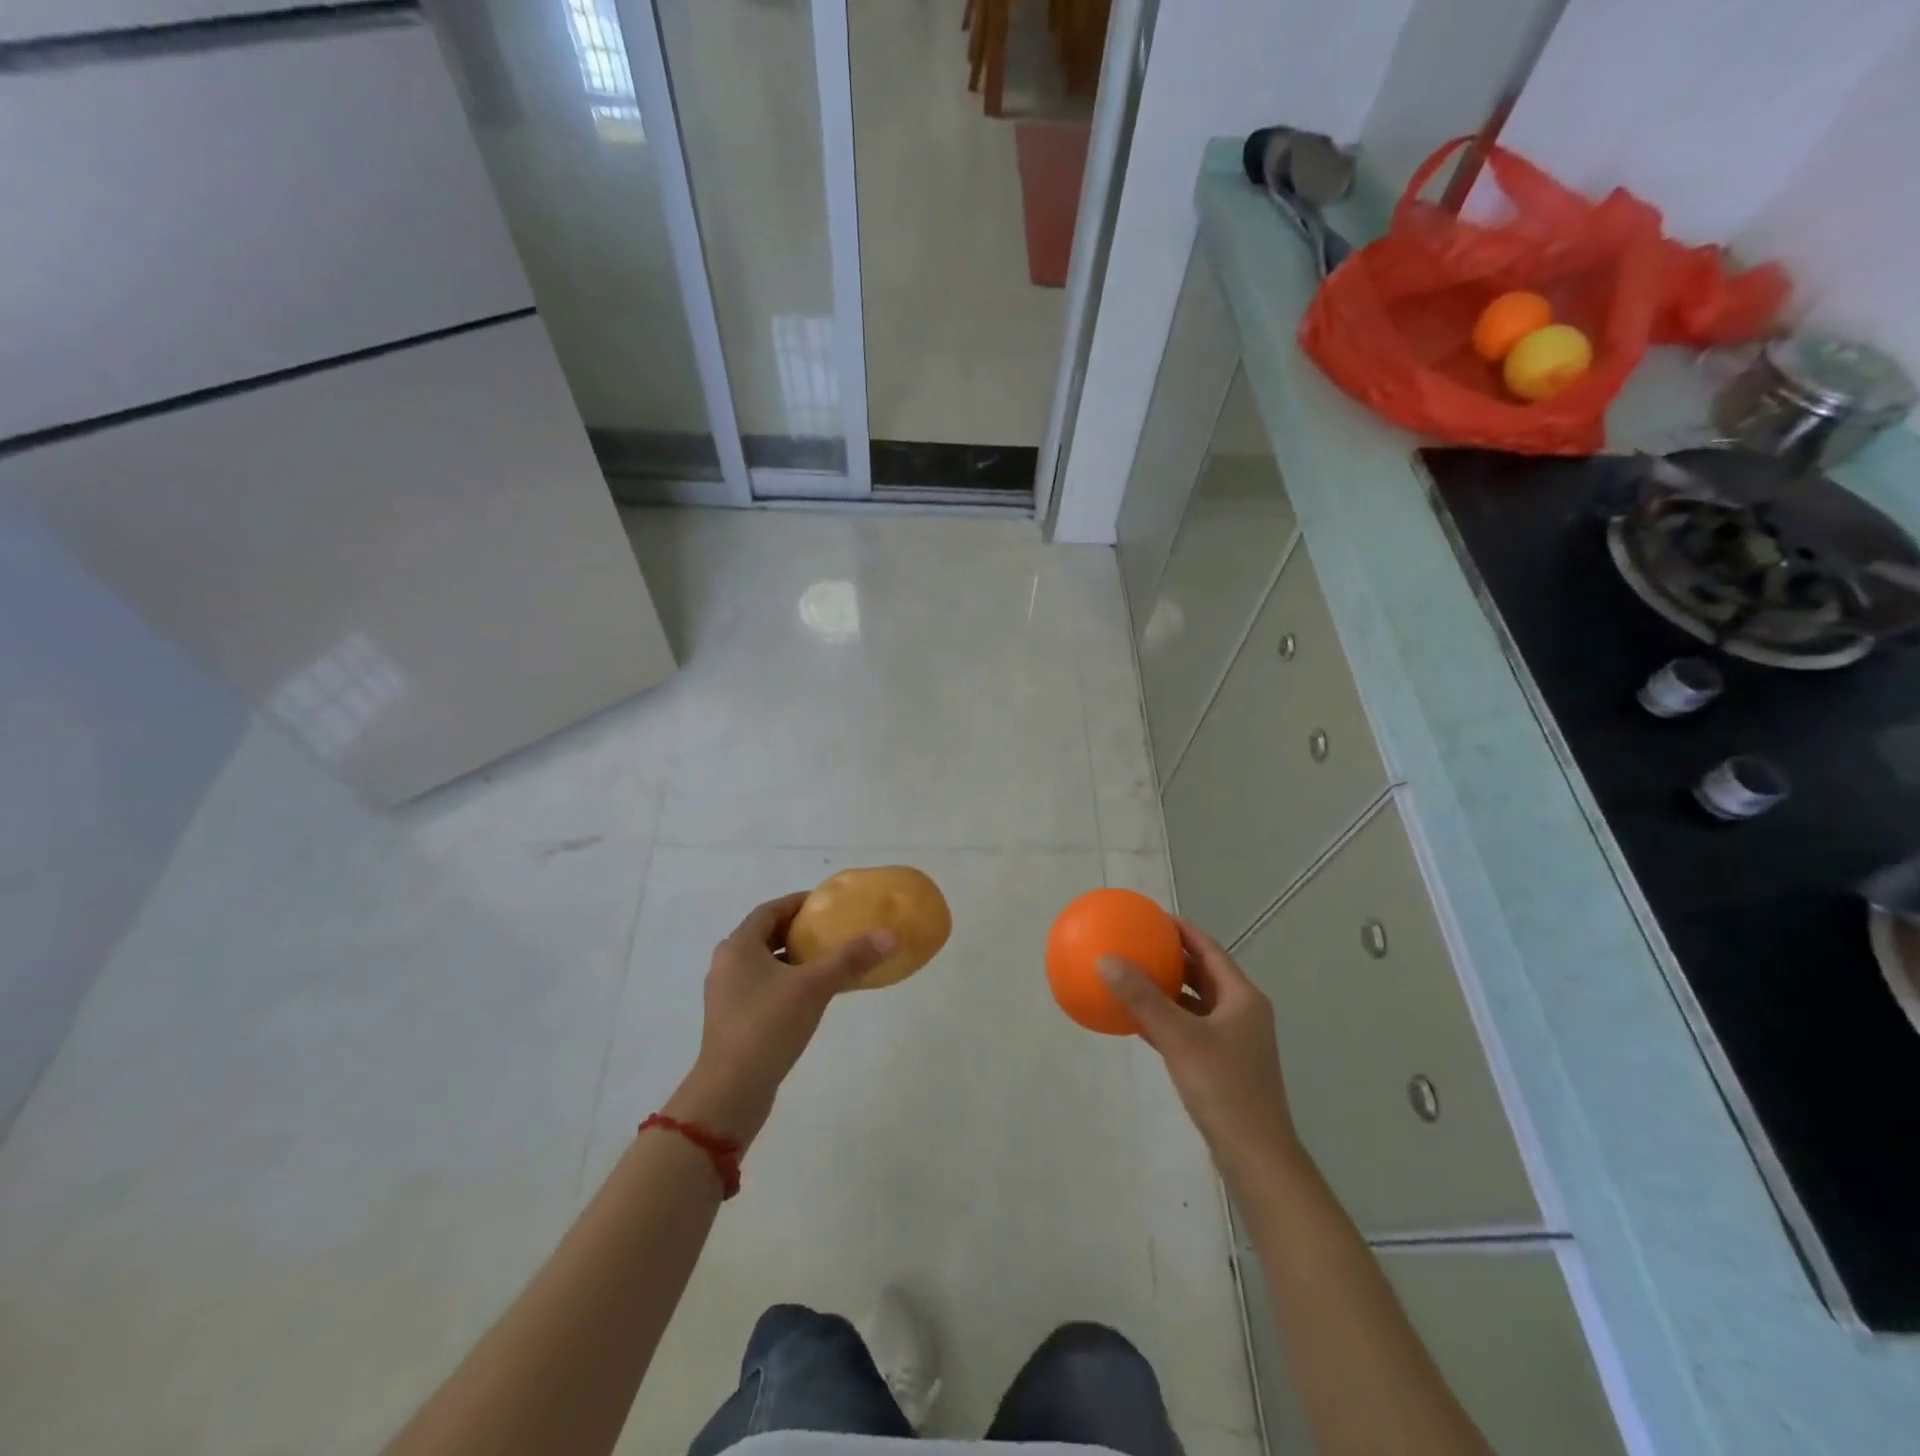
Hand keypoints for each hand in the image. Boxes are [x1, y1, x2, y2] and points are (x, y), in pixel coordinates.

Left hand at [666, 894, 894, 1146]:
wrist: (731, 1092)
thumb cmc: (767, 1026)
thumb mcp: (814, 987)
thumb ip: (850, 959)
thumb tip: (890, 936)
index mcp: (738, 947)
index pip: (769, 910)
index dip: (798, 903)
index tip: (828, 904)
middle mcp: (727, 965)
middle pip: (766, 935)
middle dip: (798, 931)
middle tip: (832, 931)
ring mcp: (727, 995)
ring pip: (764, 964)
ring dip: (793, 958)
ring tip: (827, 961)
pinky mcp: (733, 1021)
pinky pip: (763, 988)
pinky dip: (786, 982)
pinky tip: (811, 996)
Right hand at [1099, 917, 1298, 1171]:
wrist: (1255, 1156)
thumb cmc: (1223, 1088)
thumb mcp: (1179, 1038)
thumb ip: (1142, 998)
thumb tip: (1105, 959)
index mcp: (1241, 997)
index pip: (1208, 949)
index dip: (1180, 929)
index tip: (1150, 916)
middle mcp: (1241, 1012)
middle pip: (1203, 973)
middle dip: (1171, 957)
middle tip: (1137, 942)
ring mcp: (1234, 1040)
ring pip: (1196, 1003)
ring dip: (1167, 989)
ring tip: (1133, 975)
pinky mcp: (1222, 1064)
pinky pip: (1190, 1029)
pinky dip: (1166, 1019)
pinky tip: (1138, 1021)